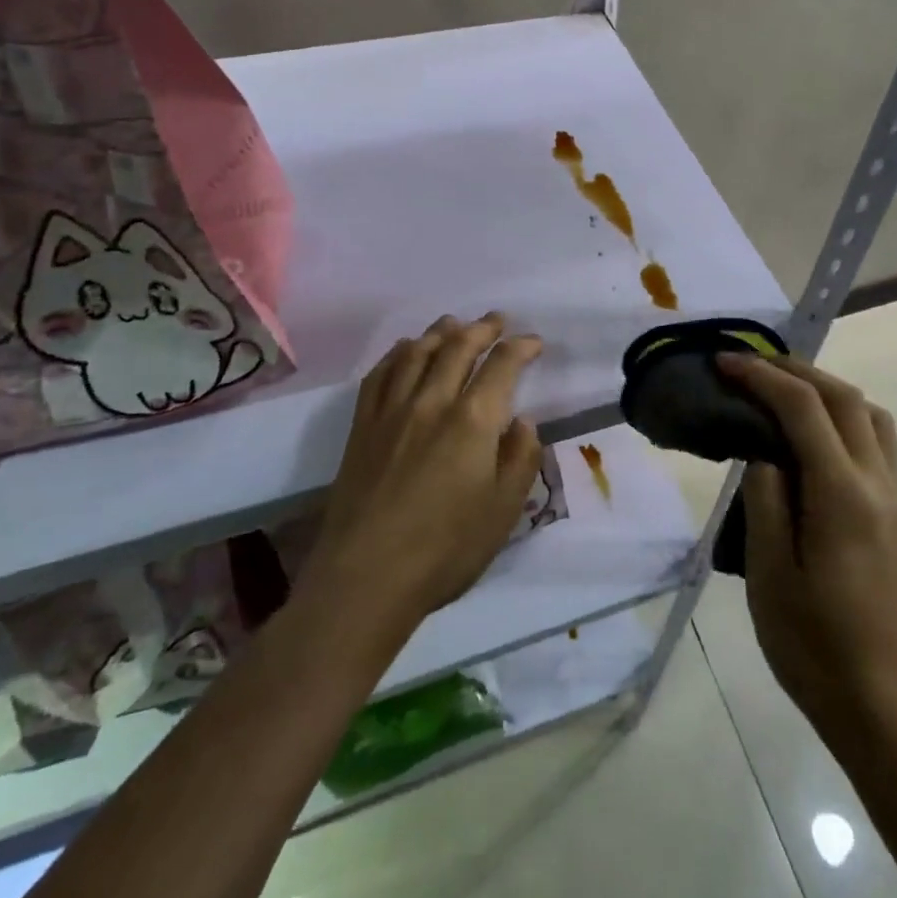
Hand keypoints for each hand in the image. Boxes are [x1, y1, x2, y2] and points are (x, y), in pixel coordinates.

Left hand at [302, 313, 544, 635]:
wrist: (365, 577)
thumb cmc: (445, 549)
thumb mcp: (504, 510)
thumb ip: (520, 458)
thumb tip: (523, 422)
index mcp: (473, 420)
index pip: (502, 365)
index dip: (521, 347)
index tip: (533, 342)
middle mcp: (432, 401)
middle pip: (458, 347)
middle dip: (482, 329)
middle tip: (497, 320)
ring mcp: (392, 411)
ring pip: (417, 352)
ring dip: (440, 332)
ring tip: (454, 323)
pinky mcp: (362, 426)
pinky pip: (380, 374)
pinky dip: (397, 353)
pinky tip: (405, 350)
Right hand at [717, 353, 896, 748]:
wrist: (893, 709)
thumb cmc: (819, 649)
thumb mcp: (770, 576)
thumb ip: (765, 502)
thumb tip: (764, 455)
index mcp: (841, 493)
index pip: (802, 407)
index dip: (761, 376)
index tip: (723, 363)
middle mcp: (876, 482)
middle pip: (843, 397)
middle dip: (795, 369)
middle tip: (749, 367)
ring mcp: (894, 498)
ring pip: (869, 414)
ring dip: (826, 389)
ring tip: (781, 393)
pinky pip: (875, 440)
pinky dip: (842, 416)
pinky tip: (811, 438)